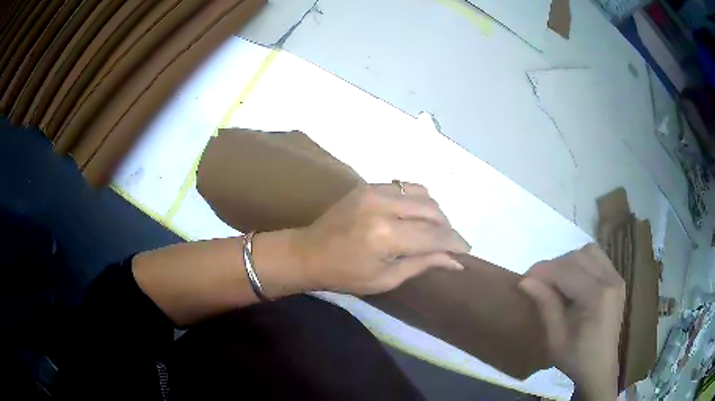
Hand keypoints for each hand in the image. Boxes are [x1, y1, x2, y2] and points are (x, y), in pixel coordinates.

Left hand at [289, 183, 470, 294]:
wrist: (307, 252)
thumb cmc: (345, 275)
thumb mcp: (386, 279)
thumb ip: (423, 264)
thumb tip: (456, 261)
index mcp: (386, 236)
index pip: (435, 236)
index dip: (455, 243)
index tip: (466, 252)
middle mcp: (383, 206)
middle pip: (433, 210)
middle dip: (446, 228)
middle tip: (447, 245)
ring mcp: (375, 190)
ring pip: (422, 195)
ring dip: (434, 213)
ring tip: (431, 231)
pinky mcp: (368, 185)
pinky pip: (405, 186)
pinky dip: (417, 201)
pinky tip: (413, 216)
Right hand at [518, 244, 624, 399]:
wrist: (600, 369)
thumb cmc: (576, 359)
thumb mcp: (555, 338)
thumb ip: (545, 305)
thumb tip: (525, 280)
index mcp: (597, 297)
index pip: (566, 271)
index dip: (542, 271)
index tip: (523, 279)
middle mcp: (610, 280)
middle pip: (578, 256)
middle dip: (554, 265)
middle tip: (538, 283)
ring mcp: (616, 278)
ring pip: (589, 252)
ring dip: (569, 261)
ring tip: (556, 281)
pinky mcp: (617, 280)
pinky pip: (598, 259)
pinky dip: (582, 263)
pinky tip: (573, 281)